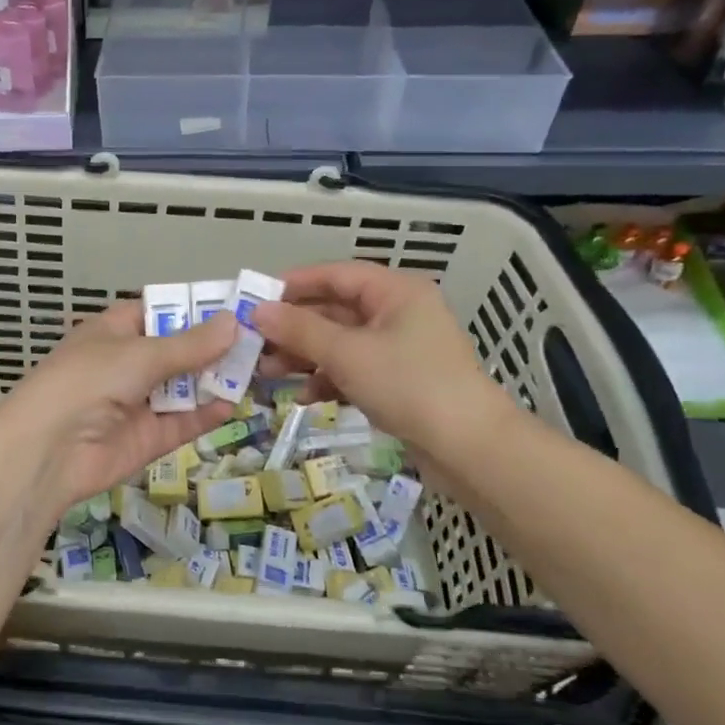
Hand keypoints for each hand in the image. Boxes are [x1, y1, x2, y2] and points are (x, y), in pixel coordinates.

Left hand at [0, 301, 236, 525]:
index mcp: (116, 331)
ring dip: (216, 378)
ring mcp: (139, 402)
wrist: (48, 450)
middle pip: (179, 350)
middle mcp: (129, 363)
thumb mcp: (140, 354)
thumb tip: (233, 322)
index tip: (236, 305)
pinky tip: (235, 403)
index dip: (194, 308)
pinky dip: (208, 413)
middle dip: (214, 346)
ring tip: (259, 368)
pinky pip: (184, 422)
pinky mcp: (149, 438)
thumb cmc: (88, 381)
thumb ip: (189, 345)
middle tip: (260, 339)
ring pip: (185, 387)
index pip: (160, 311)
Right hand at [251, 261, 514, 470]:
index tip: (256, 299)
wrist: (469, 448)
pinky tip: (305, 398)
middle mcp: (399, 313)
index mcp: (395, 292)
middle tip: (255, 343)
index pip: (336, 275)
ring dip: (305, 356)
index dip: (294, 284)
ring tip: (269, 373)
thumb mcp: (347, 353)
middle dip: (294, 328)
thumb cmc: (408, 385)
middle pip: (335, 310)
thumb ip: (300, 330)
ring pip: (341, 343)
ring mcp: (400, 349)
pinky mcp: (399, 382)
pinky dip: (328, 379)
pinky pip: (354, 370)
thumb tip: (257, 311)